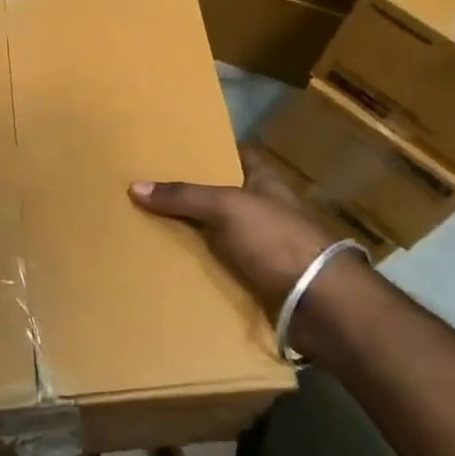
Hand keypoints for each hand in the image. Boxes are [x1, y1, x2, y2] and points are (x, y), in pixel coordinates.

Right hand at [129, 147, 346, 313]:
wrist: (319, 305)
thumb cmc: (277, 240)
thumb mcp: (227, 207)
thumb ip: (184, 196)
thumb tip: (135, 186)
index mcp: (265, 181)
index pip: (234, 155)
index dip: (207, 150)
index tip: (172, 151)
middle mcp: (264, 209)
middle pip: (220, 196)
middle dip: (189, 196)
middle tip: (146, 191)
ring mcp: (263, 246)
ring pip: (218, 235)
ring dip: (191, 236)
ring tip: (146, 229)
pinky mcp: (258, 280)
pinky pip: (221, 269)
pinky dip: (200, 269)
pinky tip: (169, 267)